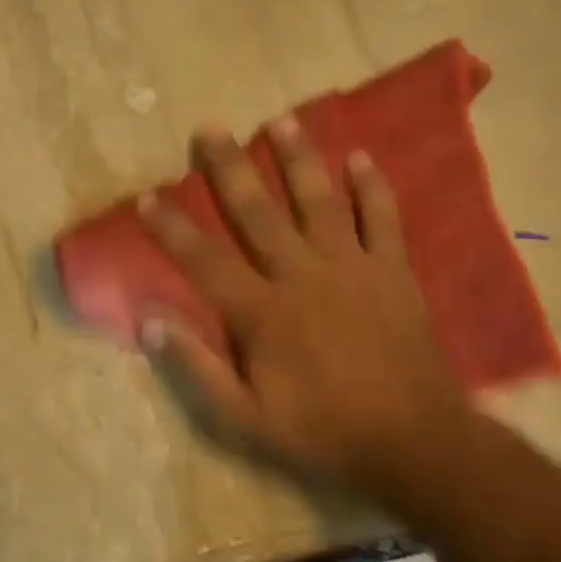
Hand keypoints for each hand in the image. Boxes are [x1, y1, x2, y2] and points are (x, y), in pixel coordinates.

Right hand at [138, 117, 472, 490]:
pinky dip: (372, 187)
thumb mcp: (245, 417)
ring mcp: (352, 268)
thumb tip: (150, 324)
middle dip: (229, 169)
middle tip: (210, 129)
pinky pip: (382, 219)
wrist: (413, 441)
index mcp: (262, 311)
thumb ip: (198, 368)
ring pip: (319, 201)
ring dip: (298, 159)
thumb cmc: (321, 430)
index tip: (147, 197)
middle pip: (258, 213)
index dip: (171, 228)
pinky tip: (360, 156)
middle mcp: (302, 276)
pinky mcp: (392, 271)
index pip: (204, 260)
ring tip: (280, 120)